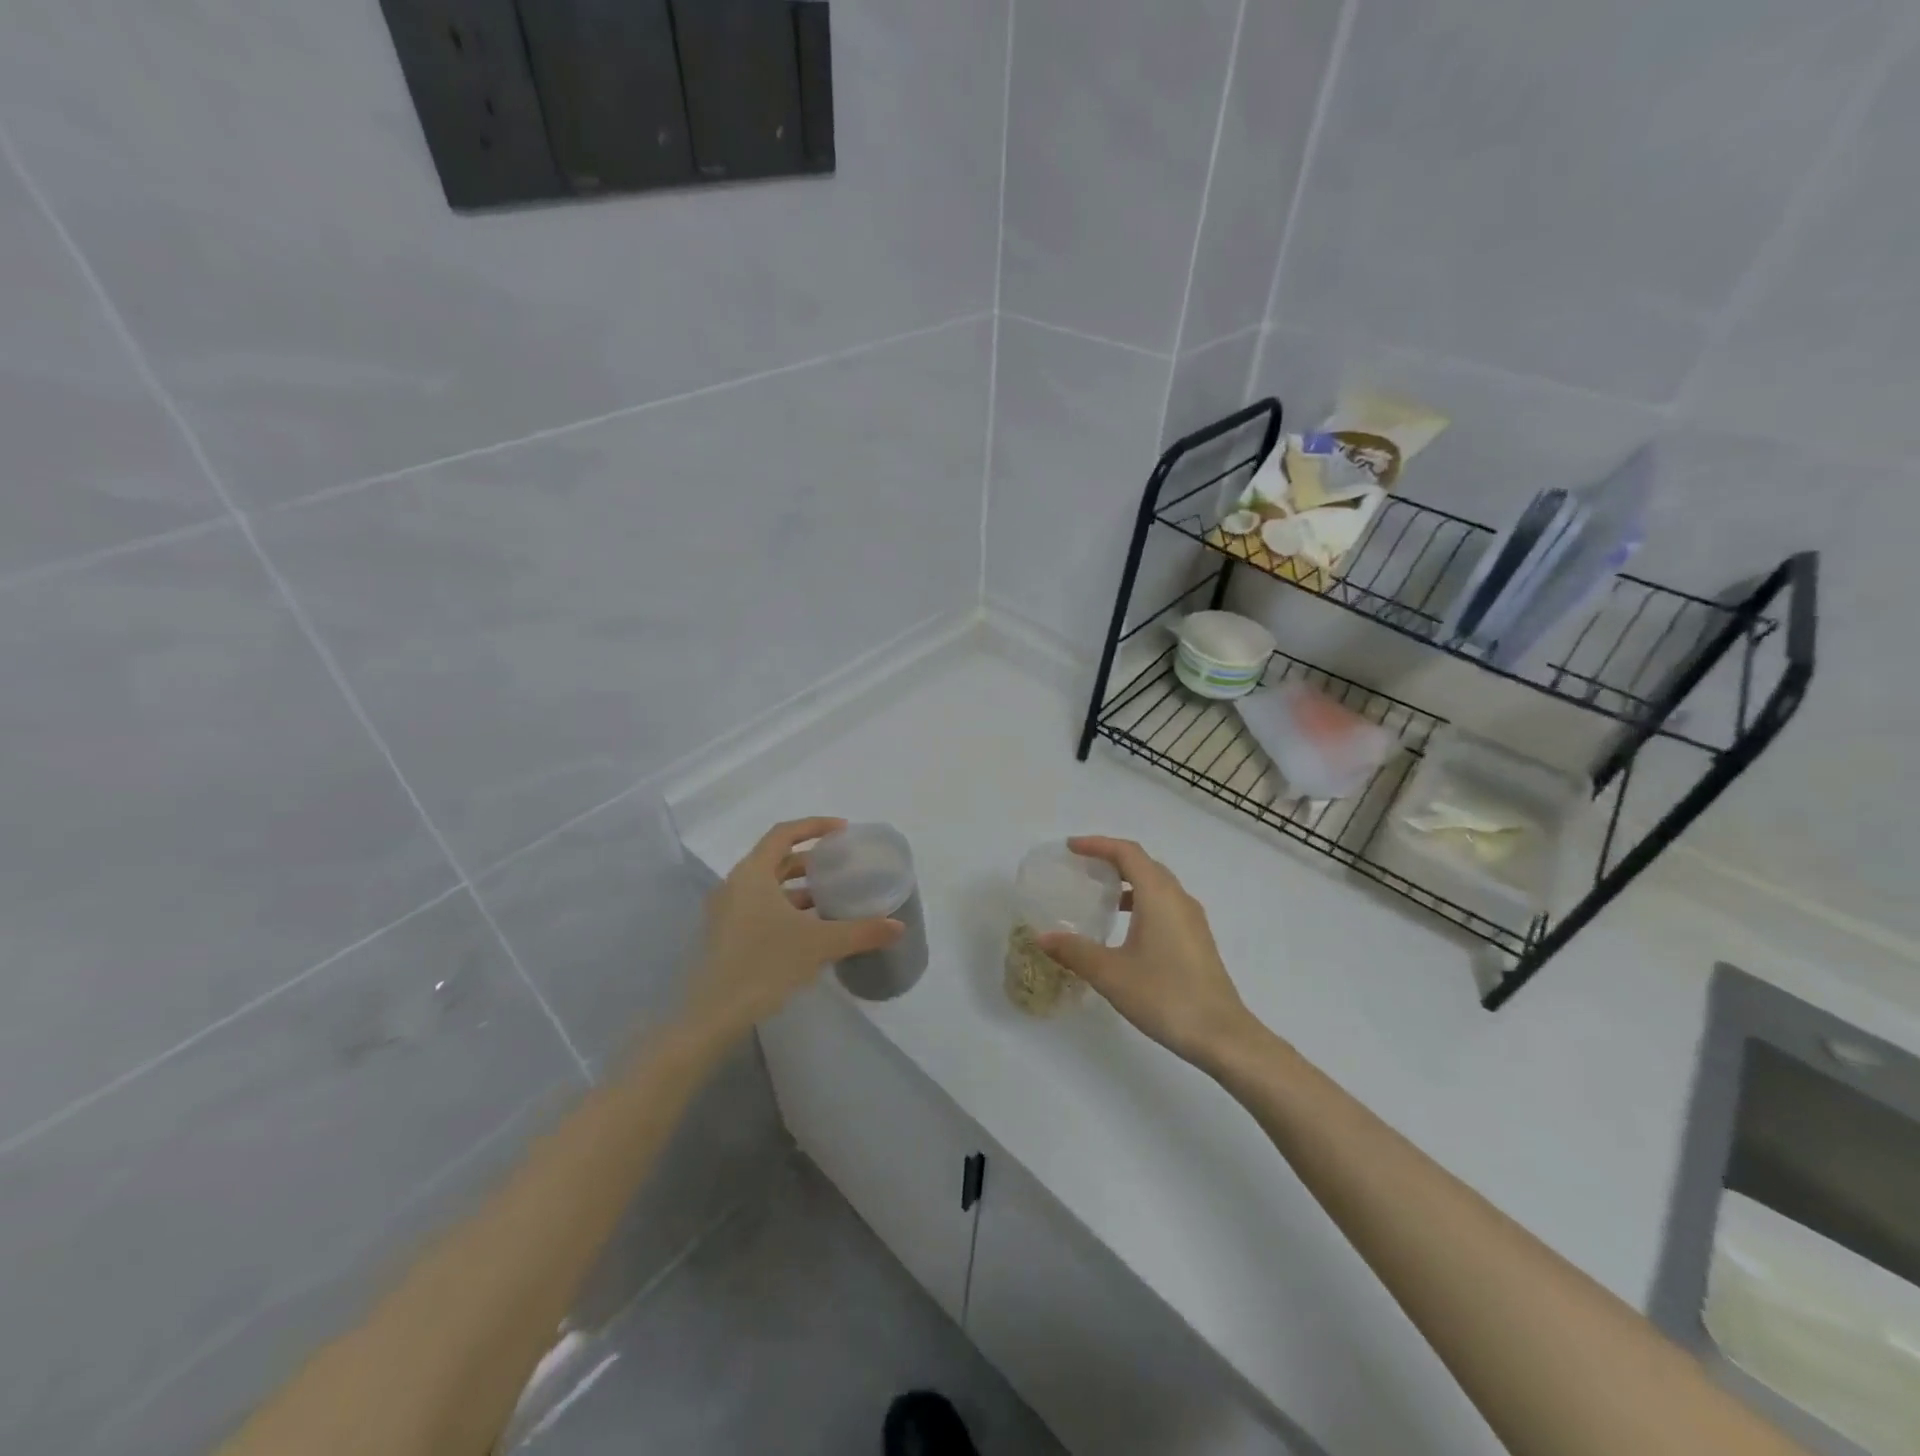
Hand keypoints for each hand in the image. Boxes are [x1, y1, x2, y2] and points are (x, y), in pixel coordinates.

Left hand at [684, 817, 903, 1042]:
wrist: (713, 1016)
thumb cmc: (765, 965)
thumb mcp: (819, 944)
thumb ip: (861, 932)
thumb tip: (899, 926)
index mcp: (752, 873)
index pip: (784, 833)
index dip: (814, 826)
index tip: (843, 831)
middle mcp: (735, 884)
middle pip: (775, 859)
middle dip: (809, 860)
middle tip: (840, 866)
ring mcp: (725, 911)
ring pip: (766, 886)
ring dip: (797, 887)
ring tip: (830, 898)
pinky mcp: (724, 935)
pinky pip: (758, 907)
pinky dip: (784, 908)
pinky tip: (808, 929)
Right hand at [1038, 836, 1256, 1066]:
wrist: (1221, 1035)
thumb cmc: (1164, 995)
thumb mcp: (1110, 973)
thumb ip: (1074, 950)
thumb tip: (1042, 936)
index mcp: (1159, 895)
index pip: (1127, 853)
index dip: (1098, 845)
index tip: (1071, 848)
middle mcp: (1178, 898)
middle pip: (1144, 863)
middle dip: (1112, 859)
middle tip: (1082, 868)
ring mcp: (1192, 919)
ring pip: (1157, 884)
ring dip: (1128, 881)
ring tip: (1100, 896)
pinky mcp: (1197, 939)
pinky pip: (1166, 904)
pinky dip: (1142, 901)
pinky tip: (1125, 928)